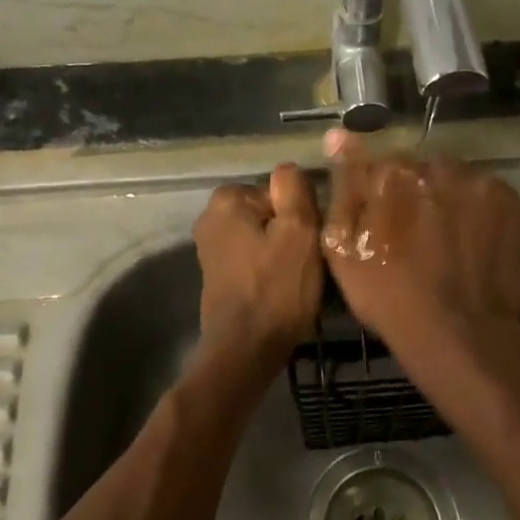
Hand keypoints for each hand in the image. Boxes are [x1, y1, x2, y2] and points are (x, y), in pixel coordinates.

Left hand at [192, 164, 322, 358]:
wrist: (246, 349)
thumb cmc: (277, 288)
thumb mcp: (299, 230)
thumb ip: (295, 190)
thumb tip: (288, 169)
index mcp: (226, 199)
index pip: (280, 191)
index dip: (301, 214)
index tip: (309, 240)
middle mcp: (210, 217)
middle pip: (271, 213)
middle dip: (291, 233)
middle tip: (307, 261)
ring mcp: (211, 248)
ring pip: (265, 237)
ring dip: (284, 253)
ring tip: (297, 279)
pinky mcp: (218, 275)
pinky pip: (255, 259)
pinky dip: (270, 269)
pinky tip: (283, 290)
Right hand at [321, 131, 519, 365]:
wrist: (459, 332)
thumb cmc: (388, 295)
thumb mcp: (342, 247)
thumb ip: (343, 185)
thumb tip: (339, 134)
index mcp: (392, 173)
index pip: (379, 166)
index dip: (380, 197)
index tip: (383, 225)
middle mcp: (437, 165)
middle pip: (419, 170)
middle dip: (415, 194)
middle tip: (415, 237)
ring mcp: (478, 182)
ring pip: (454, 179)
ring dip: (447, 198)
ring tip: (446, 241)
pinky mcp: (510, 201)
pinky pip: (484, 193)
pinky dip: (477, 211)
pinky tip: (471, 242)